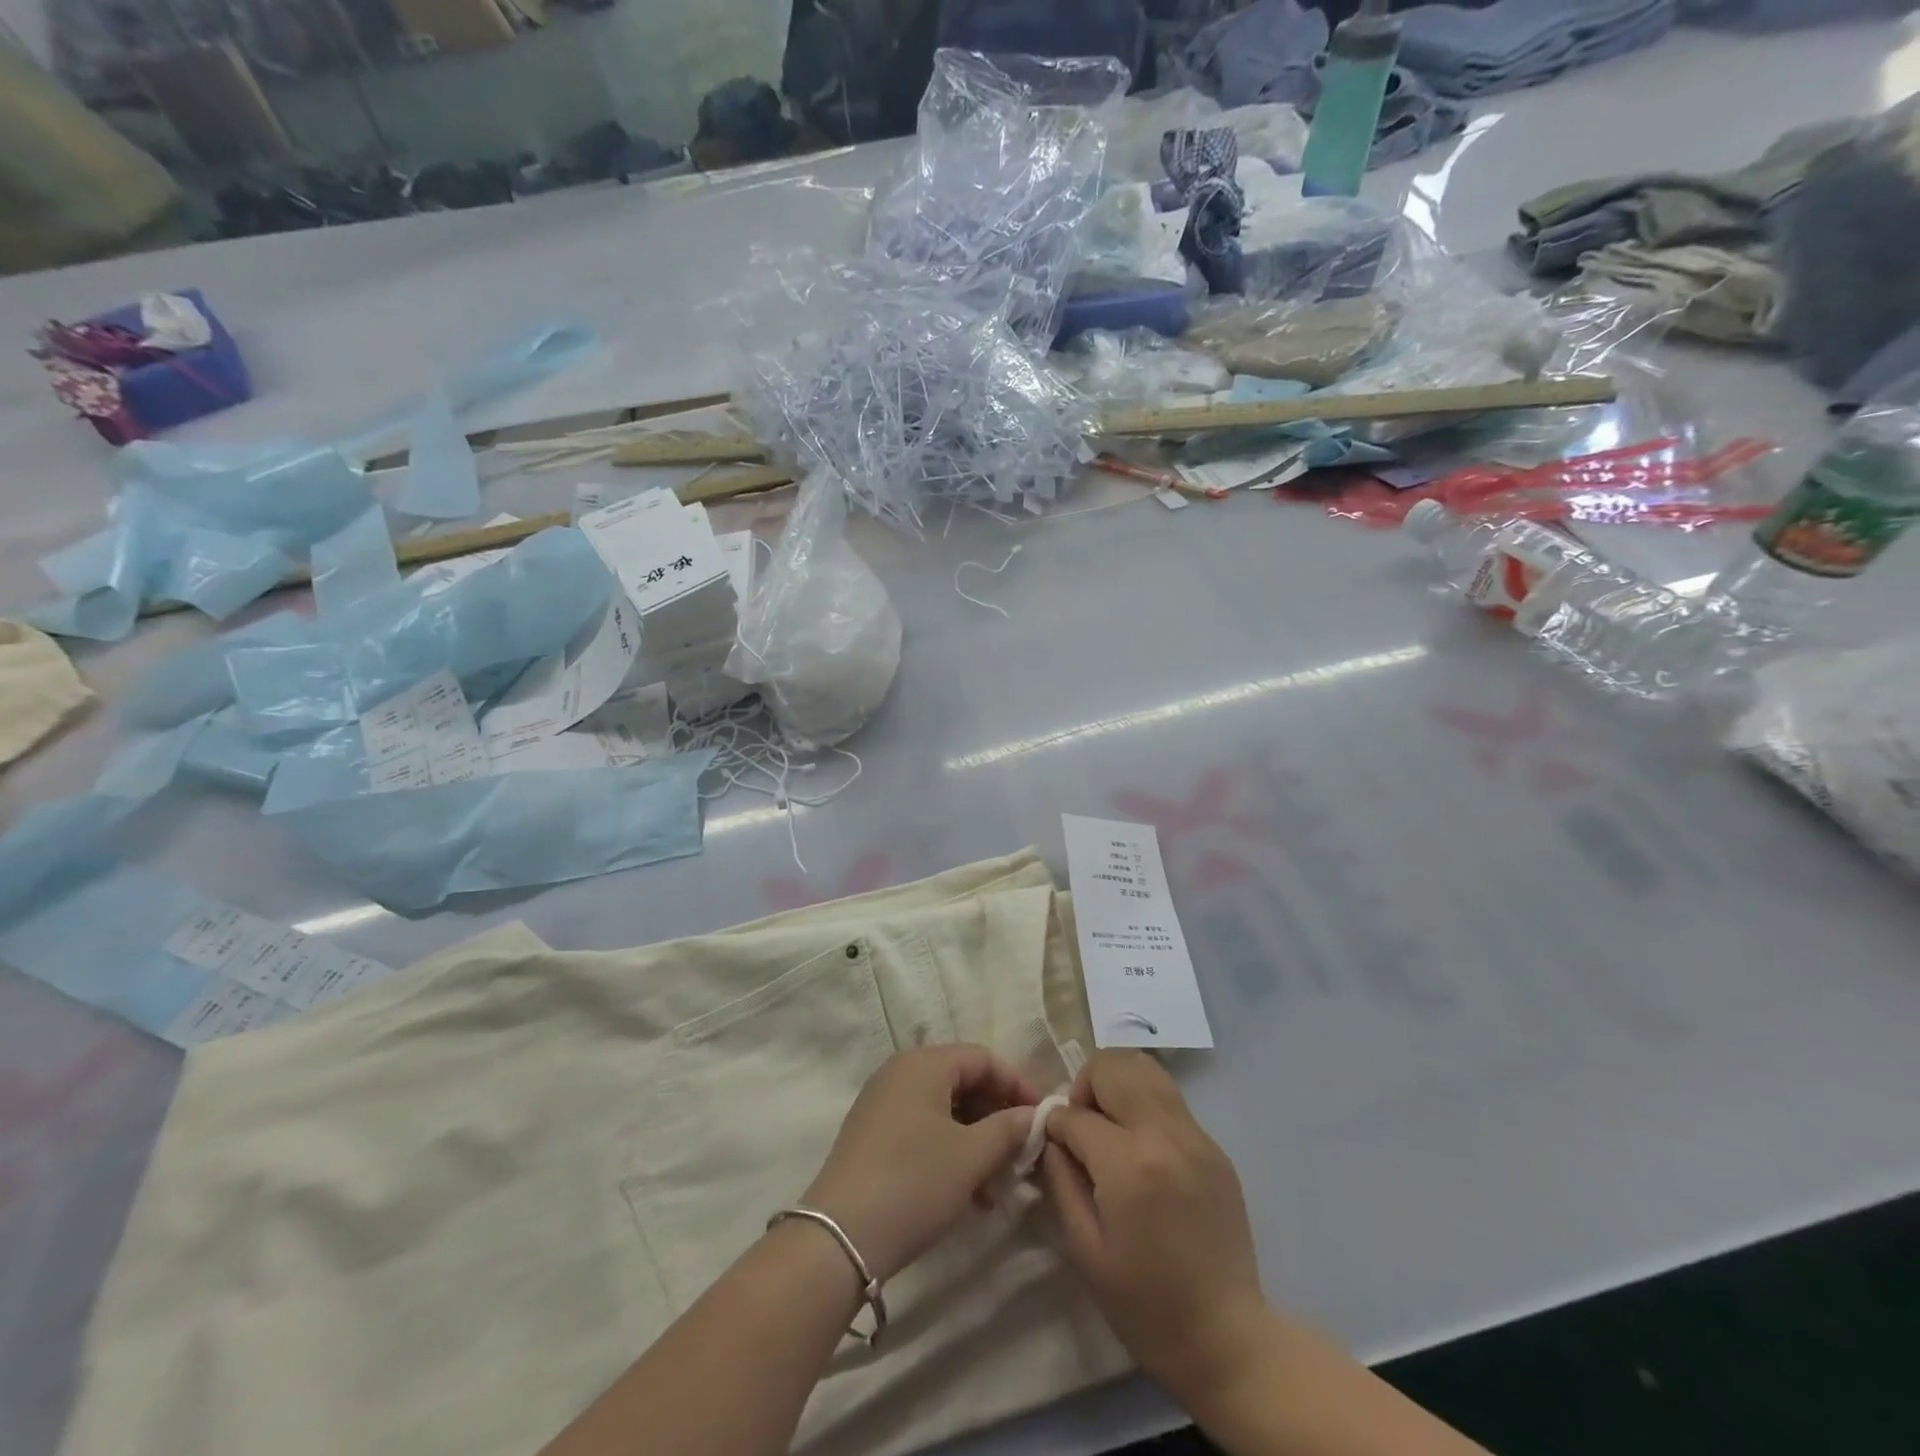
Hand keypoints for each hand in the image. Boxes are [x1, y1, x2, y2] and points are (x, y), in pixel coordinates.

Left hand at [800, 1045, 1039, 1283]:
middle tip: (1021, 1155)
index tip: (1042, 1119)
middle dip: (997, 1117)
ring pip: (945, 1109)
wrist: (840, 1237)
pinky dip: (951, 1150)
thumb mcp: (971, 1156)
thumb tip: (1033, 1115)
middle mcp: (900, 1071)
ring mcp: (883, 1102)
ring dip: (976, 1140)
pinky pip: (924, 1127)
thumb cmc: (914, 1182)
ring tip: (996, 1186)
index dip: (1017, 1085)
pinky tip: (968, 1194)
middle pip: (963, 1081)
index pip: (983, 1058)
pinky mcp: (873, 1134)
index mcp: (924, 1063)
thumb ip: (1008, 1128)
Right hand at [1040, 1051, 1275, 1412]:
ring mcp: (1195, 1135)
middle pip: (1113, 1066)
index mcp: (1128, 1165)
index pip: (1075, 1114)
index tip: (1053, 1145)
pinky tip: (1140, 1145)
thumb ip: (1061, 1180)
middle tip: (1082, 1125)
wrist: (1226, 1337)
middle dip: (1085, 1086)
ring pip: (1145, 1067)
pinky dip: (1143, 1102)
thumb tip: (1050, 1136)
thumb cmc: (1145, 1305)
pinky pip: (1169, 1098)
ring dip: (1115, 1083)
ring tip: (1109, 1123)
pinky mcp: (1213, 1145)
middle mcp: (1164, 1134)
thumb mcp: (1084, 1249)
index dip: (1055, 1125)